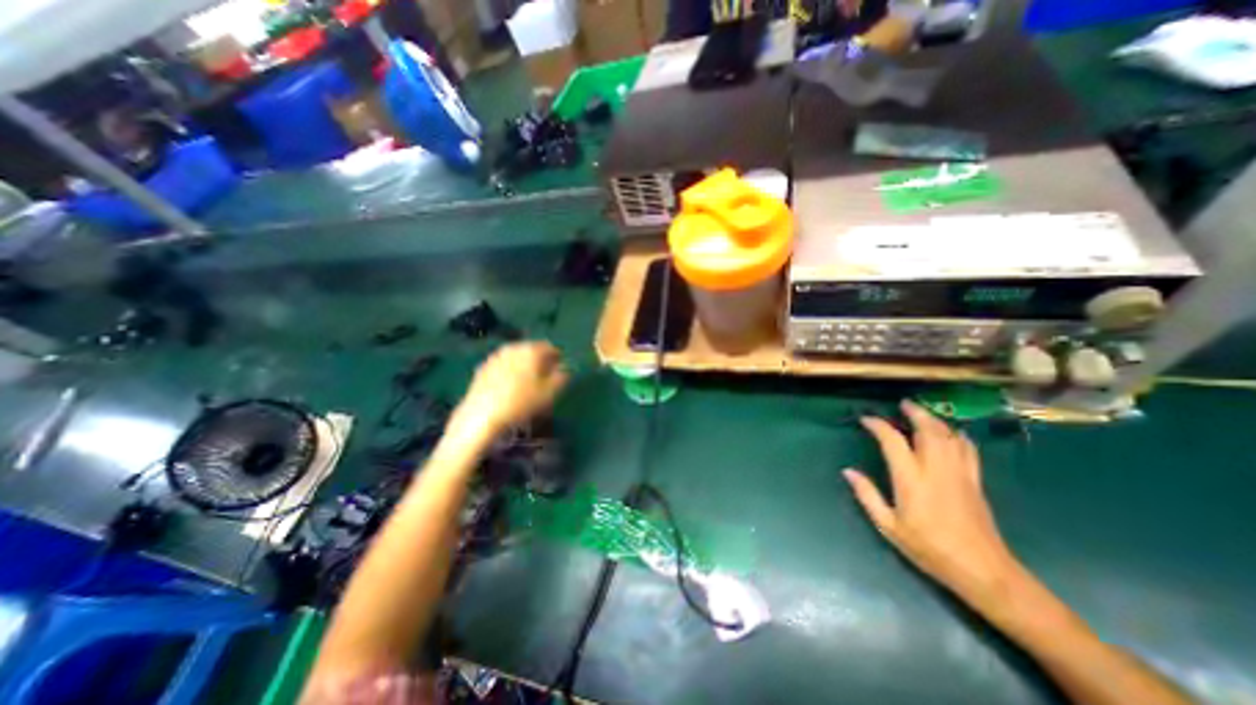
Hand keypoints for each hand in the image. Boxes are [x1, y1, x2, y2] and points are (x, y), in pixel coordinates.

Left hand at [446, 341, 568, 446]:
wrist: (482, 415)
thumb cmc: (521, 402)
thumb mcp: (550, 392)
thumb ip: (561, 377)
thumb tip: (565, 369)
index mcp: (531, 350)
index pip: (549, 347)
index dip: (557, 357)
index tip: (561, 369)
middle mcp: (513, 347)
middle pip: (531, 350)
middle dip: (540, 360)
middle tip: (546, 376)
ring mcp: (496, 356)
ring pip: (516, 357)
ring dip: (524, 365)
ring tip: (528, 383)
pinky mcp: (483, 368)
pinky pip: (503, 365)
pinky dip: (510, 371)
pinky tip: (510, 387)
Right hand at [844, 402, 1019, 606]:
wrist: (984, 571)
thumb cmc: (929, 548)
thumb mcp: (888, 525)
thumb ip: (867, 495)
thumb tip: (848, 471)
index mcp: (911, 479)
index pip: (893, 441)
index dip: (878, 425)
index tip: (866, 420)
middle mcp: (936, 469)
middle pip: (928, 430)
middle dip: (915, 413)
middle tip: (902, 404)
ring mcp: (960, 473)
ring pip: (949, 436)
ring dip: (935, 420)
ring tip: (922, 413)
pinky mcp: (976, 481)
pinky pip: (968, 449)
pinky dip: (958, 436)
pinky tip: (953, 433)